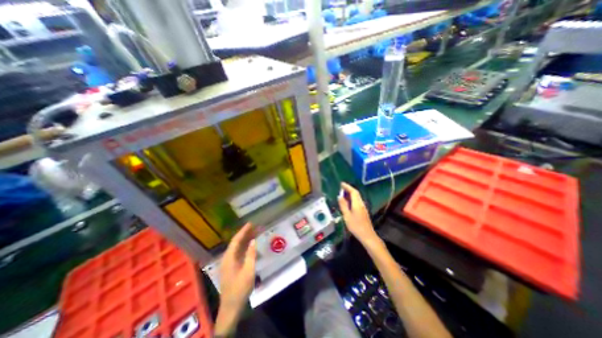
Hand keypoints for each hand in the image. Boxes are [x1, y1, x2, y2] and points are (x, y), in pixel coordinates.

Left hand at [216, 224, 254, 336]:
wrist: (231, 306)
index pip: (236, 240)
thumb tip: (253, 241)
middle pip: (236, 242)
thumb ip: (251, 254)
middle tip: (255, 226)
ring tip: (255, 232)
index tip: (251, 223)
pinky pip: (238, 253)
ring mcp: (228, 263)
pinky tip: (251, 245)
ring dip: (245, 240)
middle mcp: (227, 258)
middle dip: (245, 233)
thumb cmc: (240, 288)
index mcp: (229, 258)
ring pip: (237, 247)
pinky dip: (245, 247)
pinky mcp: (231, 267)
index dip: (243, 231)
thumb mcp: (248, 271)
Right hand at [338, 184, 374, 243]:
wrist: (367, 235)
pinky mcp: (363, 211)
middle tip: (341, 188)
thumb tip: (339, 196)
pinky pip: (357, 201)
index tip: (341, 184)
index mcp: (357, 203)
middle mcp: (361, 203)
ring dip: (350, 194)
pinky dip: (351, 199)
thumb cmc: (356, 226)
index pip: (353, 191)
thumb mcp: (347, 216)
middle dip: (349, 189)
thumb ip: (343, 205)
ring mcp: (363, 207)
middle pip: (356, 193)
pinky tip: (347, 202)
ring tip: (342, 194)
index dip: (347, 187)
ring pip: (357, 197)